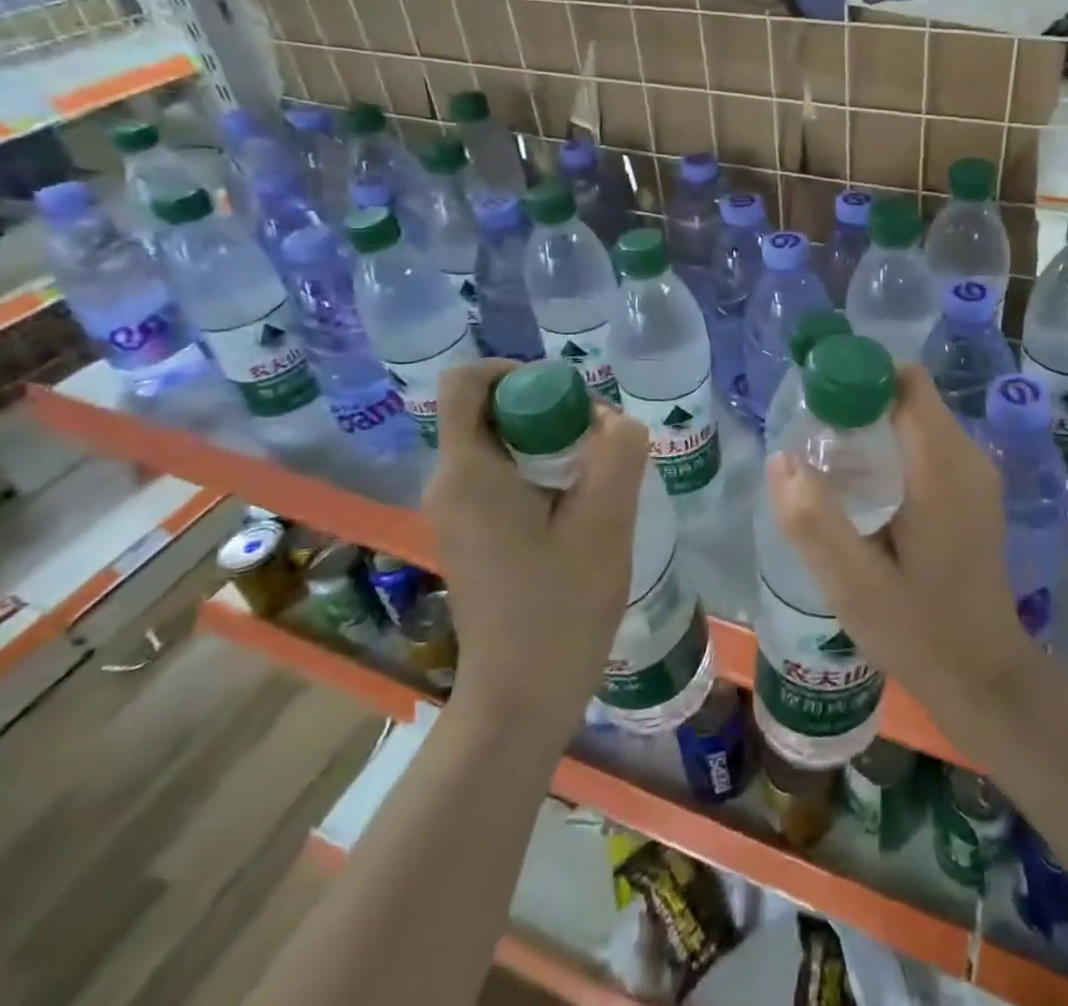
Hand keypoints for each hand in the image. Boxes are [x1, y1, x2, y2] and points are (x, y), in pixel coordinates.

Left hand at [421, 361, 649, 743]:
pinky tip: (580, 509)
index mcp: (468, 471)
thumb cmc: (559, 607)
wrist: (521, 697)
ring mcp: (456, 513)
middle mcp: (449, 484)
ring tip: (597, 478)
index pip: (467, 381)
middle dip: (547, 410)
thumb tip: (613, 422)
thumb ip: (618, 454)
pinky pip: (502, 477)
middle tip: (598, 442)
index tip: (569, 398)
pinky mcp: (471, 536)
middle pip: (490, 410)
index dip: (517, 370)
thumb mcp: (605, 521)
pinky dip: (541, 473)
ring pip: (501, 444)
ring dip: (550, 444)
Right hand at [766, 365, 1034, 736]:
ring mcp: (976, 475)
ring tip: (831, 464)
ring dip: (875, 425)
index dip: (860, 378)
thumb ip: (814, 522)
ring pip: (919, 418)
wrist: (986, 679)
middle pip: (911, 397)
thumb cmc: (920, 633)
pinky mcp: (974, 492)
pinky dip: (894, 445)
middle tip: (815, 440)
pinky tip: (866, 489)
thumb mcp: (854, 586)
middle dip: (861, 403)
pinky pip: (930, 443)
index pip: (906, 384)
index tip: (817, 402)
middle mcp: (968, 459)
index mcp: (942, 470)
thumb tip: (781, 459)